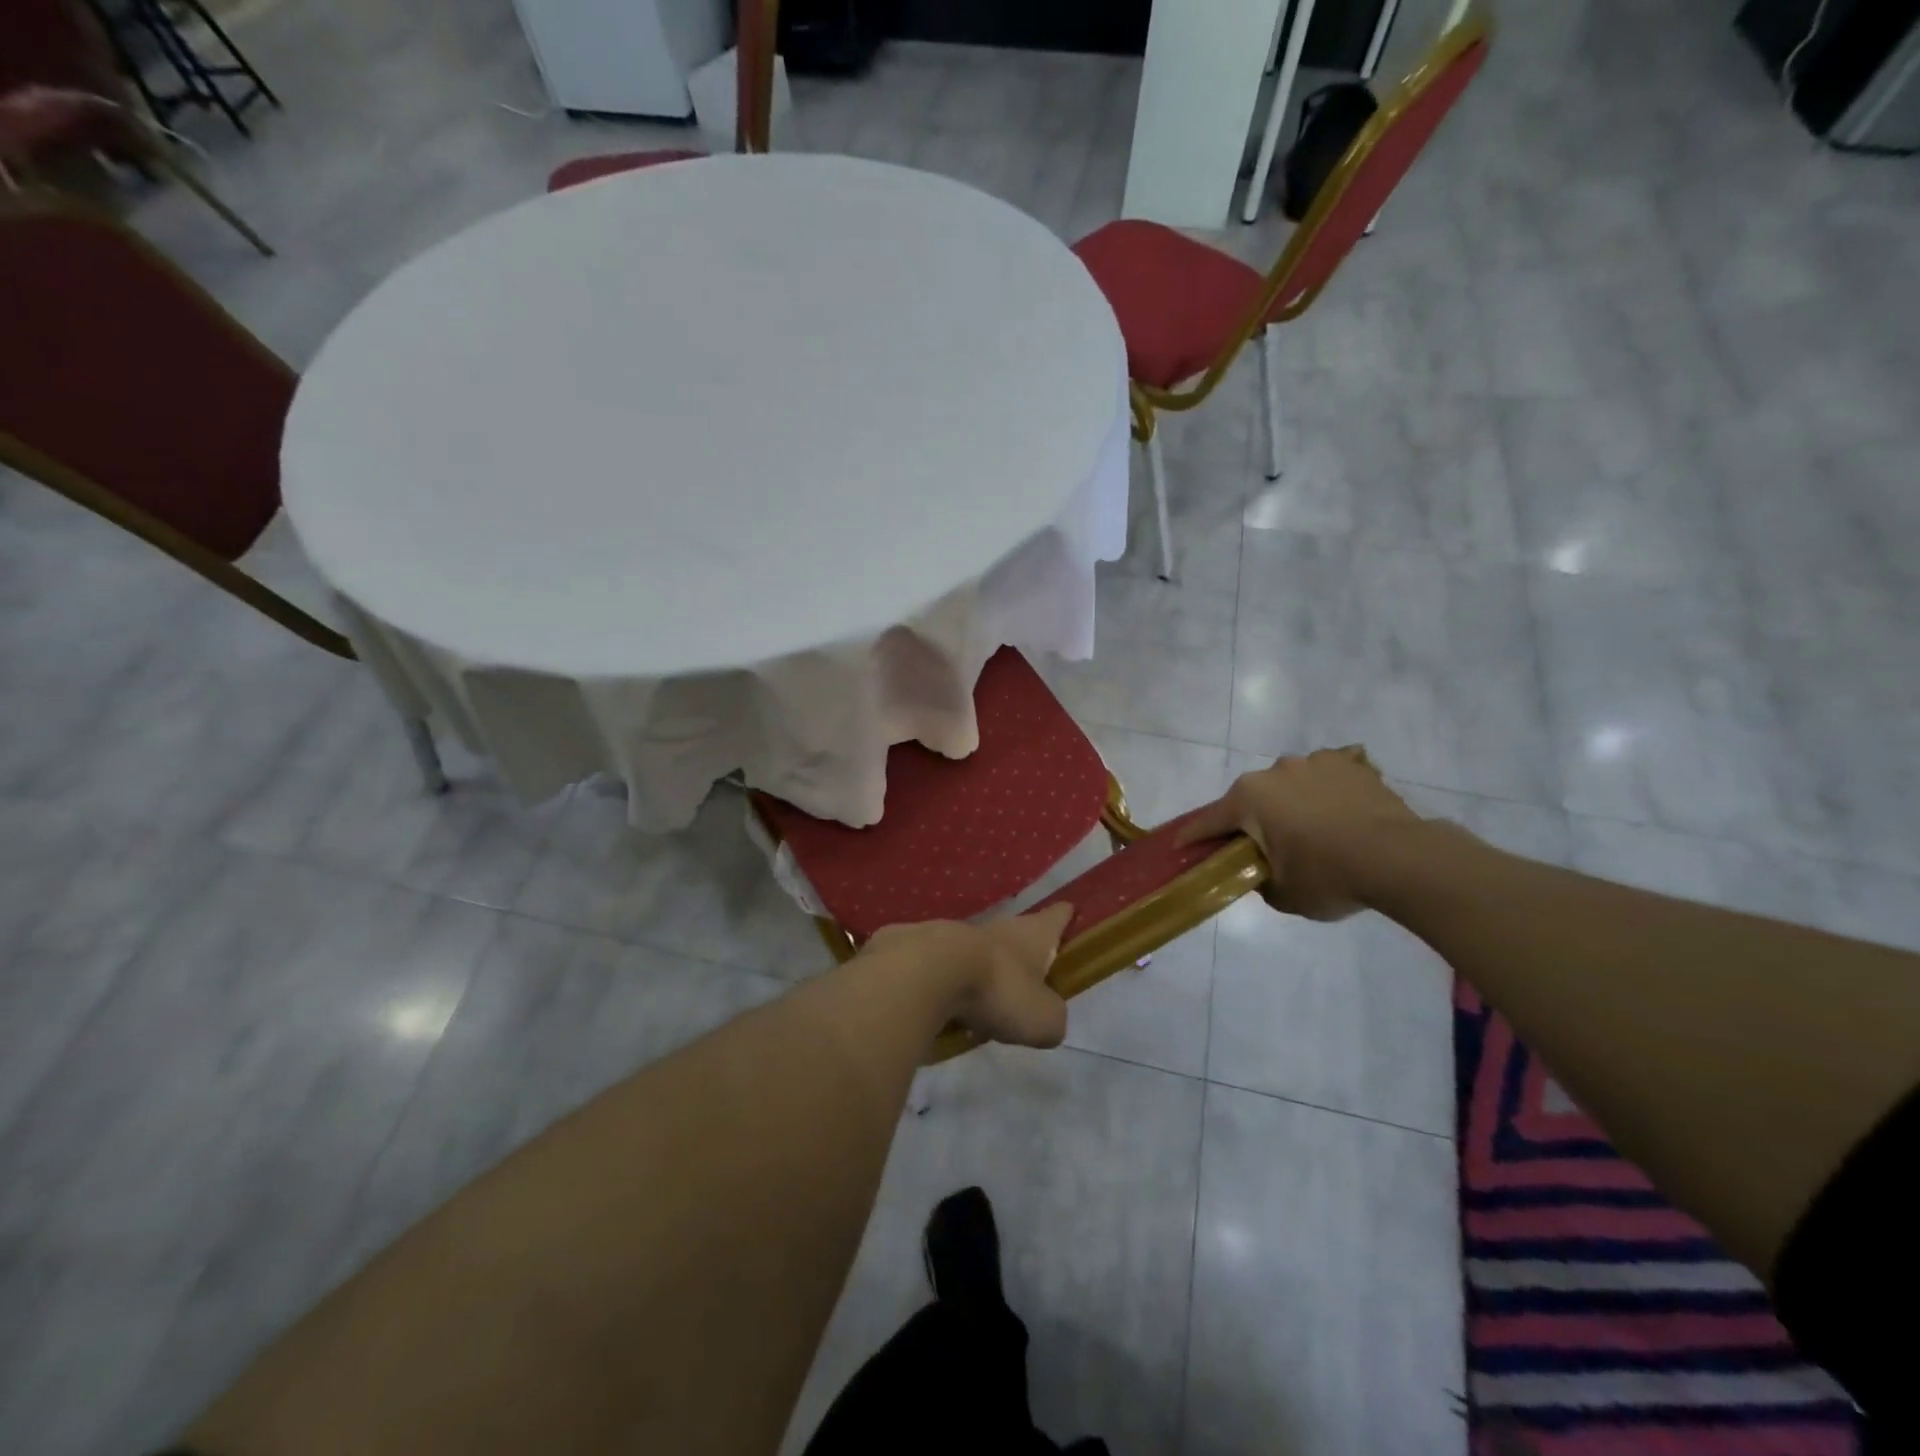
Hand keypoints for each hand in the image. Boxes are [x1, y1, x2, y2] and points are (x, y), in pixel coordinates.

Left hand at [865, 904, 1074, 1048]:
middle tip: (1027, 982)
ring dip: (983, 973)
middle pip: (1017, 934)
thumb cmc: (998, 990)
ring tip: (983, 1006)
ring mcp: (957, 933)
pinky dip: (947, 984)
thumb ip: (1052, 1019)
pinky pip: (943, 967)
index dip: (1064, 917)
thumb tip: (1047, 1020)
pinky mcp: (921, 945)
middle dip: (1023, 954)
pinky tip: (944, 1009)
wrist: (927, 972)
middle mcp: (998, 927)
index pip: (1057, 917)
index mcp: (1032, 934)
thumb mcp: (1043, 1019)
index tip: (1069, 914)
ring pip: (978, 951)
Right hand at [1177, 746, 1421, 919]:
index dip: (1194, 837)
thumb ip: (1259, 879)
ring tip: (1314, 830)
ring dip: (1293, 802)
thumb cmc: (1328, 876)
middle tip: (1266, 846)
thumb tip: (1260, 870)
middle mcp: (1275, 771)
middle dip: (1253, 819)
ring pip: (1291, 783)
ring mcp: (1316, 762)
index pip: (1210, 821)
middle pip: (1252, 798)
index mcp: (1249, 798)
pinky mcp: (1351, 764)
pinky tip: (1342, 810)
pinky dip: (1328, 791)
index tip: (1180, 846)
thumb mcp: (1283, 894)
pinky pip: (1329, 775)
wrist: (1401, 859)